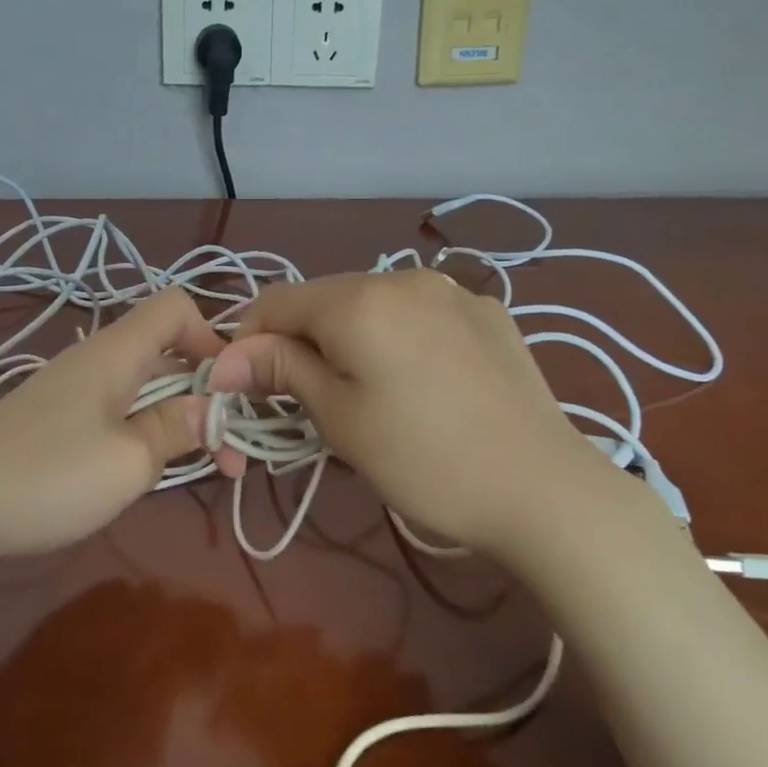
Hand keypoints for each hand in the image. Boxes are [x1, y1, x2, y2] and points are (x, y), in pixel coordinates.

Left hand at [0, 288, 224, 565]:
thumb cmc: (48, 477)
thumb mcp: (129, 460)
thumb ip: (176, 428)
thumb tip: (210, 408)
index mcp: (117, 353)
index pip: (176, 307)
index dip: (213, 336)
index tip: (230, 391)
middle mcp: (96, 360)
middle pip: (166, 350)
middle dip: (205, 391)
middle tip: (228, 450)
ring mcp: (72, 390)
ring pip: (143, 385)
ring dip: (177, 417)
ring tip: (198, 466)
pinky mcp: (54, 420)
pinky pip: (116, 409)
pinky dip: (144, 430)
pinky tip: (143, 470)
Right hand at [207, 270, 634, 555]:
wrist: (543, 488)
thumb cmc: (423, 461)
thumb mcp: (339, 418)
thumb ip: (281, 370)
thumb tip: (224, 358)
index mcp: (359, 299)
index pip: (276, 301)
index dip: (249, 340)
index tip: (248, 387)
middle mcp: (404, 277)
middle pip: (326, 299)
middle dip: (302, 340)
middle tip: (310, 400)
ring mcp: (453, 290)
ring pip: (374, 304)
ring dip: (351, 338)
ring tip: (368, 393)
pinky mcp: (488, 313)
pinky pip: (420, 313)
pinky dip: (399, 337)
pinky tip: (422, 382)